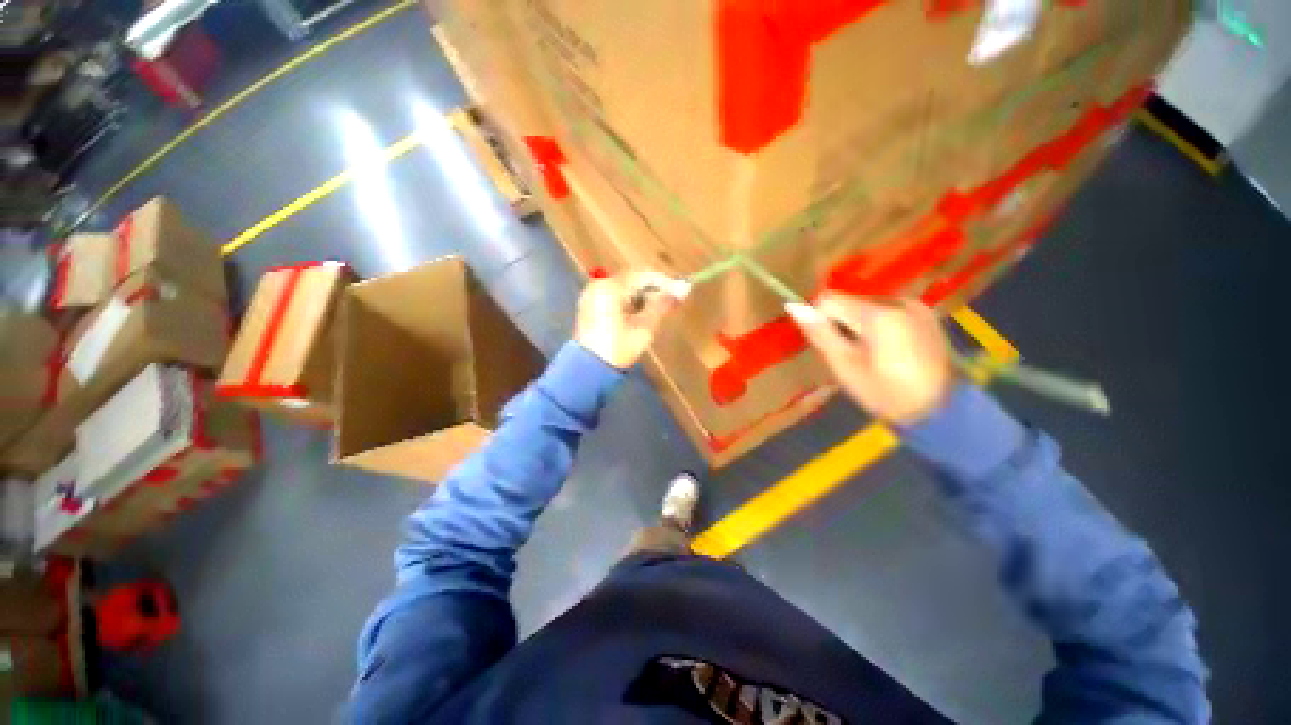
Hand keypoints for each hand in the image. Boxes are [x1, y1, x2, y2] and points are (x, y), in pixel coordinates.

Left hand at [575, 271, 689, 369]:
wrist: (588, 371)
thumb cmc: (618, 348)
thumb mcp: (644, 327)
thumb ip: (662, 305)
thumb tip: (684, 288)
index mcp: (610, 287)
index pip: (643, 275)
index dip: (665, 282)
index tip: (682, 292)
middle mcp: (599, 285)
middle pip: (632, 280)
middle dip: (653, 290)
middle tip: (672, 302)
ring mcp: (592, 296)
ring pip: (623, 288)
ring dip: (642, 296)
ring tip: (659, 310)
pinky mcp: (590, 307)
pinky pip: (614, 297)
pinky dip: (629, 302)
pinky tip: (641, 314)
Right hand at [786, 294, 953, 424]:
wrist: (942, 412)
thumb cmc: (886, 393)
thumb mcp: (845, 366)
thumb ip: (820, 333)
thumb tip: (792, 305)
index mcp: (879, 315)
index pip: (829, 300)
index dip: (822, 321)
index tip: (832, 346)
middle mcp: (898, 301)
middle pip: (850, 302)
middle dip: (843, 325)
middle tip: (853, 356)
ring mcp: (916, 307)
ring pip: (867, 307)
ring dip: (860, 327)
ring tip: (872, 356)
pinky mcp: (926, 315)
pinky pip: (887, 312)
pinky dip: (878, 328)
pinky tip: (889, 352)